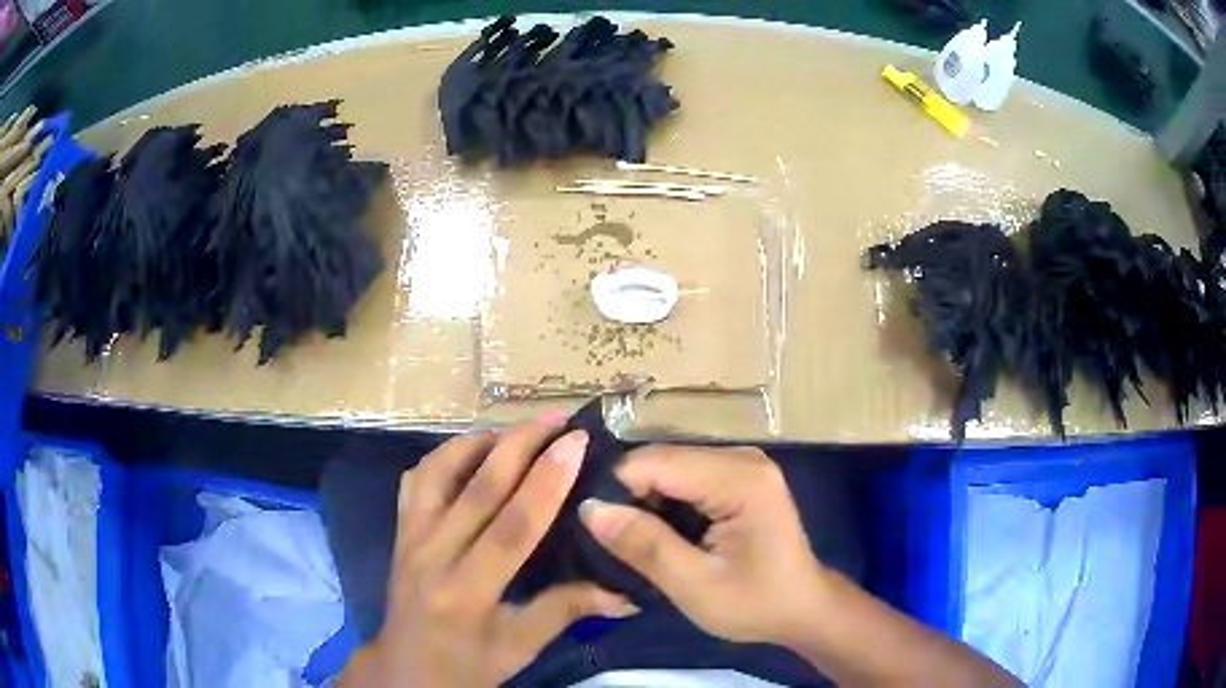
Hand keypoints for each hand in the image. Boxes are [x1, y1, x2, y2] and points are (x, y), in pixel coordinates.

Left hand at [340, 414, 636, 687]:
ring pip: (438, 471)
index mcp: (466, 592)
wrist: (405, 669)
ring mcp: (409, 538)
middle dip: (520, 444)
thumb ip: (567, 610)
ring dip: (478, 441)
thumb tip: (628, 593)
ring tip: (517, 430)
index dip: (546, 482)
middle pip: (476, 487)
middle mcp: (432, 555)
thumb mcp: (519, 647)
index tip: (576, 443)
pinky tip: (471, 452)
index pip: (511, 528)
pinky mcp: (399, 532)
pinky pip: (417, 480)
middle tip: (558, 418)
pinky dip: (445, 456)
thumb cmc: (466, 666)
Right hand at [579, 446, 825, 645]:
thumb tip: (589, 509)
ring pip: (667, 467)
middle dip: (629, 496)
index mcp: (740, 478)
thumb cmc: (755, 603)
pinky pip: (684, 477)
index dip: (616, 492)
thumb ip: (644, 546)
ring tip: (628, 539)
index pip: (654, 463)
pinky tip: (657, 532)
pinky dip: (663, 502)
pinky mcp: (737, 476)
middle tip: (609, 541)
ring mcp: (741, 463)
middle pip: (660, 460)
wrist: (802, 609)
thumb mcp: (695, 586)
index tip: (595, 530)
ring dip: (644, 501)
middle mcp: (741, 457)